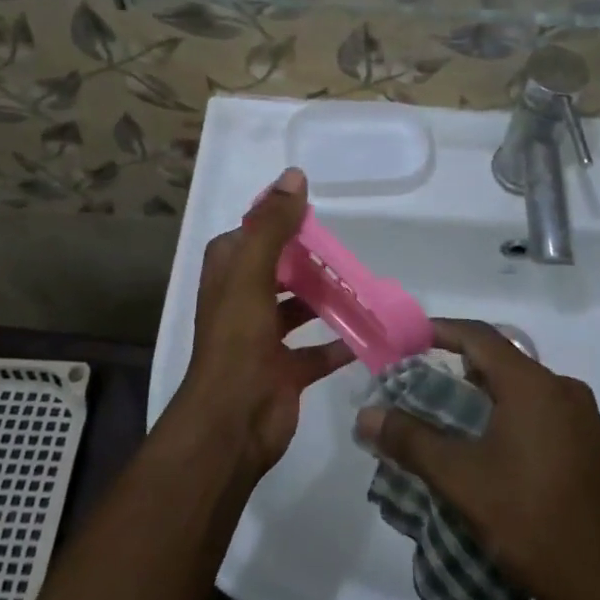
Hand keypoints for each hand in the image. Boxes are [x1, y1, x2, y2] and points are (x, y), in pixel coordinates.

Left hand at [172, 167, 351, 476]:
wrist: (232, 424)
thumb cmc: (237, 341)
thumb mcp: (252, 273)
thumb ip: (273, 225)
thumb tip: (294, 175)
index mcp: (228, 275)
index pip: (251, 236)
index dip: (276, 222)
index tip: (312, 213)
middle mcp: (243, 302)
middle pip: (279, 270)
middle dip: (310, 260)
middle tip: (347, 250)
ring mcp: (263, 339)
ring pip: (299, 309)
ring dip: (327, 298)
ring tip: (363, 285)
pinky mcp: (285, 371)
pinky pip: (318, 351)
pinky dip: (341, 342)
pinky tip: (370, 331)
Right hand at [355, 320, 599, 599]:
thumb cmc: (529, 520)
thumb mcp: (460, 479)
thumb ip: (411, 440)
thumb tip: (367, 415)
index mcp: (533, 385)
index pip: (480, 336)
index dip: (442, 330)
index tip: (411, 338)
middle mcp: (565, 390)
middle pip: (506, 362)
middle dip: (464, 369)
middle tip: (430, 389)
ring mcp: (588, 421)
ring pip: (530, 391)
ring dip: (494, 397)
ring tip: (461, 426)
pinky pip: (551, 417)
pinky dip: (520, 420)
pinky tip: (505, 459)